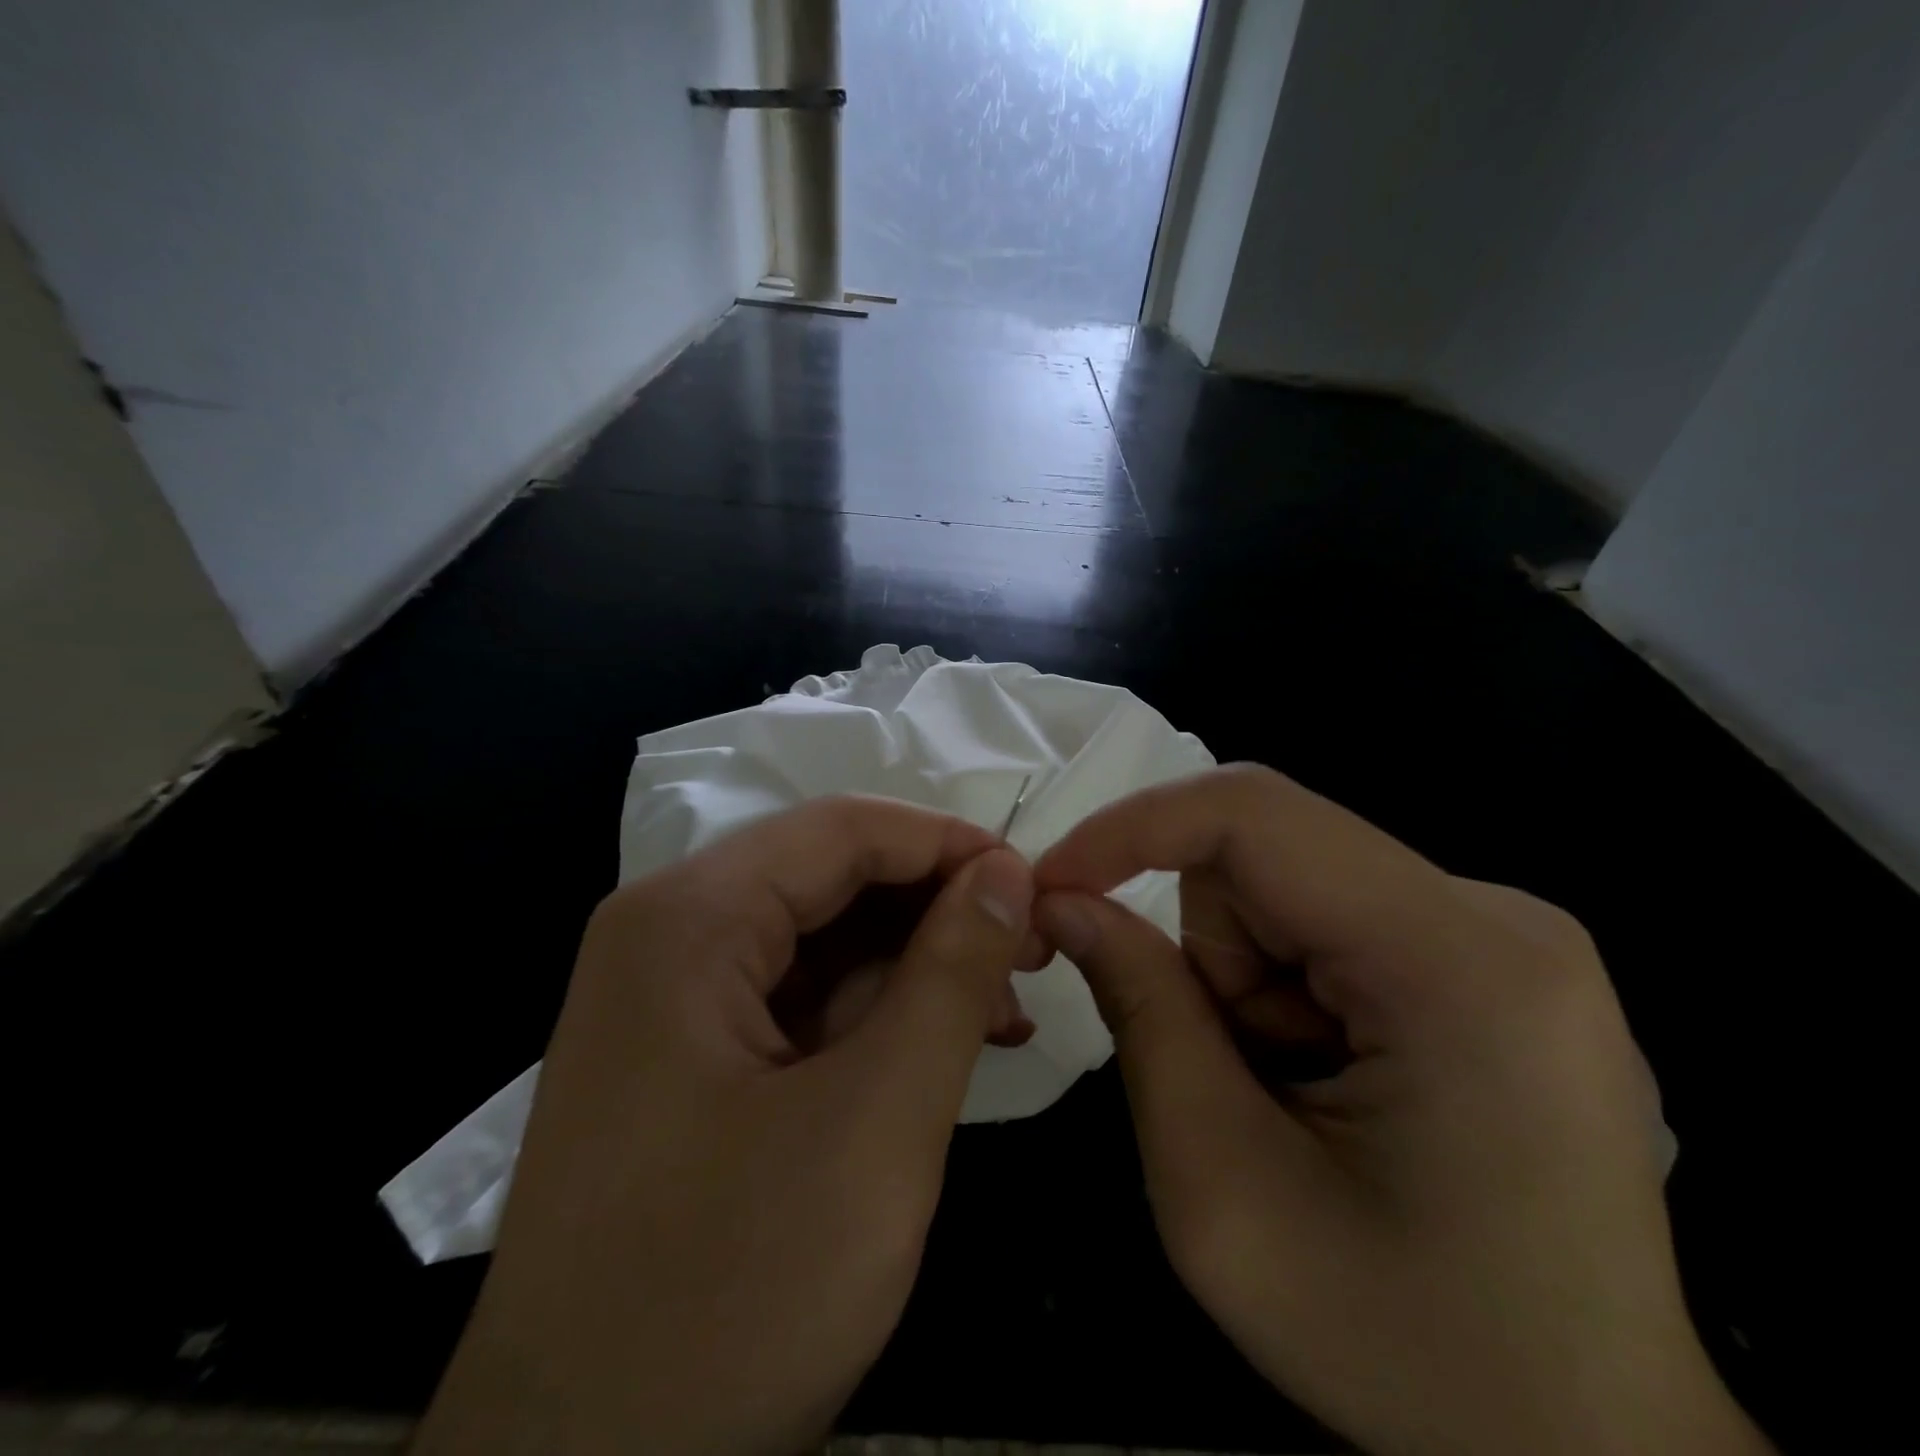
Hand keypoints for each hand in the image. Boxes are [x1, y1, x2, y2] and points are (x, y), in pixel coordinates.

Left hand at [414, 797, 1035, 1455]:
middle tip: (1032, 948)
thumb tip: (1006, 873)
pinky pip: (798, 995)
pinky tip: (947, 1040)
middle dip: (937, 906)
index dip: (947, 843)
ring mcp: (670, 995)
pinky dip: (875, 1010)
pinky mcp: (688, 1051)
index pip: (841, 830)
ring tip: (1006, 1004)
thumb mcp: (876, 1124)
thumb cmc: (729, 1298)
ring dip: (916, 962)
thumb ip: (950, 975)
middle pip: (830, 877)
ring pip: (821, 936)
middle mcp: (667, 933)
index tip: (1033, 883)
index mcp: (686, 919)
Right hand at [1033, 765, 1769, 1455]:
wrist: (1594, 1447)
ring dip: (1244, 978)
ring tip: (1287, 1092)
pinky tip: (1329, 1079)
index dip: (1130, 829)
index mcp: (1458, 965)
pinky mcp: (1490, 954)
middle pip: (1266, 858)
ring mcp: (1502, 931)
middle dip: (1205, 952)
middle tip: (1223, 1074)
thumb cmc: (1412, 1349)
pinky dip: (1286, 988)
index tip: (1051, 886)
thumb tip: (1064, 900)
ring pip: (1286, 888)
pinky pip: (1327, 917)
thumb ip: (1140, 1016)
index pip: (1254, 815)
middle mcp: (1496, 916)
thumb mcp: (1224, 1195)